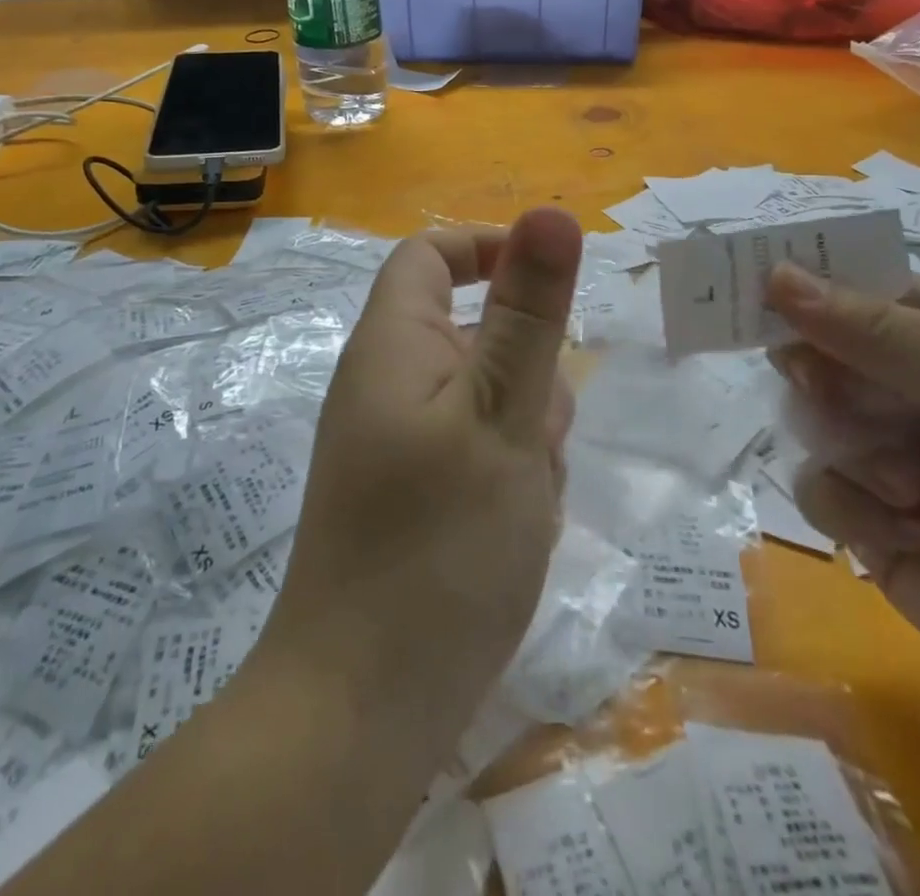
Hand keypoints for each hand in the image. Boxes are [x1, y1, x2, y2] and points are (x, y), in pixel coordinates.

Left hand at [265, 208, 582, 734]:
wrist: (366, 707)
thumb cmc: (439, 546)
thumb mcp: (504, 413)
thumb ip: (531, 312)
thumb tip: (551, 212)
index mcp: (393, 344)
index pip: (432, 256)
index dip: (490, 249)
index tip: (554, 284)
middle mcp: (388, 383)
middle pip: (477, 332)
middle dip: (528, 370)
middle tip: (539, 435)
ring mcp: (399, 442)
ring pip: (490, 397)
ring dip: (527, 432)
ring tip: (526, 497)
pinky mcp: (415, 492)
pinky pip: (479, 450)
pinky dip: (510, 474)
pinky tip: (515, 530)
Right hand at [765, 263, 919, 732]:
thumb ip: (874, 330)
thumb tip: (773, 276)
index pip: (848, 284)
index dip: (798, 281)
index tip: (748, 285)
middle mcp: (899, 384)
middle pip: (810, 350)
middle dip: (824, 378)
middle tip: (841, 394)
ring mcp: (878, 450)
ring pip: (804, 420)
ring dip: (855, 453)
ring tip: (918, 489)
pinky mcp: (863, 516)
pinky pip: (813, 487)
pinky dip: (858, 510)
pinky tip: (916, 534)